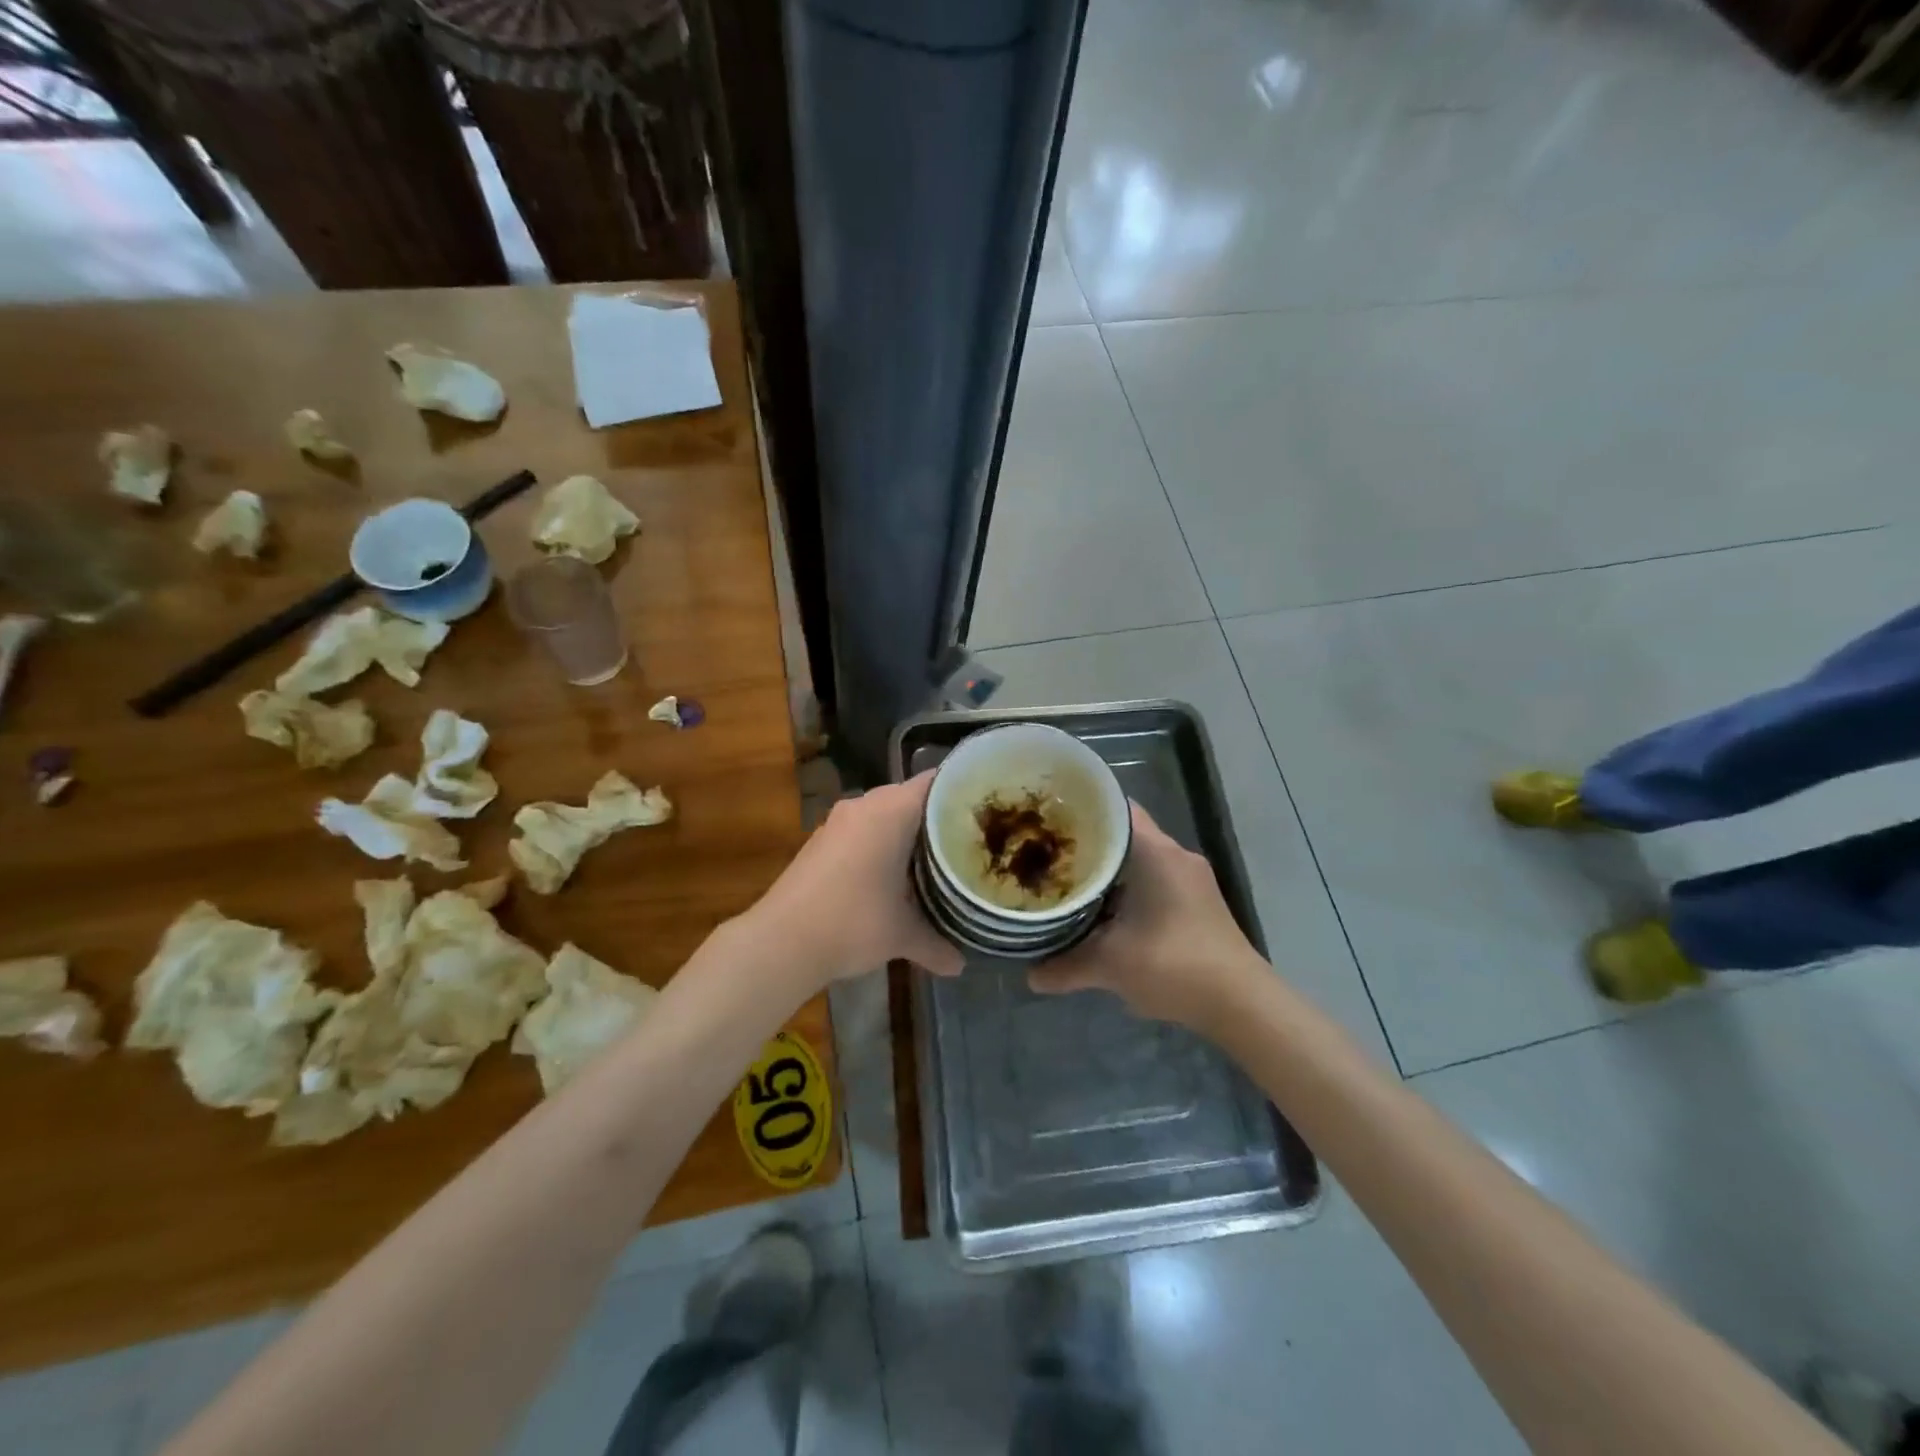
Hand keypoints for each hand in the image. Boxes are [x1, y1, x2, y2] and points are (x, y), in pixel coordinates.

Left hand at [748, 771, 964, 990]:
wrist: (782, 940)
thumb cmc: (853, 922)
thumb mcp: (902, 935)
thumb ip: (936, 944)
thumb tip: (960, 966)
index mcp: (891, 811)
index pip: (935, 782)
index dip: (962, 790)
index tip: (986, 808)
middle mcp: (864, 805)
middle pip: (910, 797)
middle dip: (936, 816)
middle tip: (968, 838)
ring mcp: (838, 821)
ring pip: (883, 813)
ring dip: (905, 831)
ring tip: (935, 856)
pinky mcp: (820, 839)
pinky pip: (861, 829)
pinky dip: (879, 842)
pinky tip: (892, 872)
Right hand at [1028, 801, 1266, 1030]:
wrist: (1241, 1004)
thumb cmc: (1175, 964)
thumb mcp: (1111, 965)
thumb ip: (1067, 966)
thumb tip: (1030, 976)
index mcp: (1157, 853)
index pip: (1116, 808)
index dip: (1082, 808)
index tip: (1049, 817)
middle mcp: (1176, 856)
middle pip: (1126, 832)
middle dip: (1089, 841)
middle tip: (1048, 850)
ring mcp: (1191, 879)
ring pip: (1141, 858)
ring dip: (1110, 868)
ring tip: (1068, 878)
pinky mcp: (1198, 902)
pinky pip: (1154, 879)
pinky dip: (1128, 887)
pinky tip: (1104, 910)